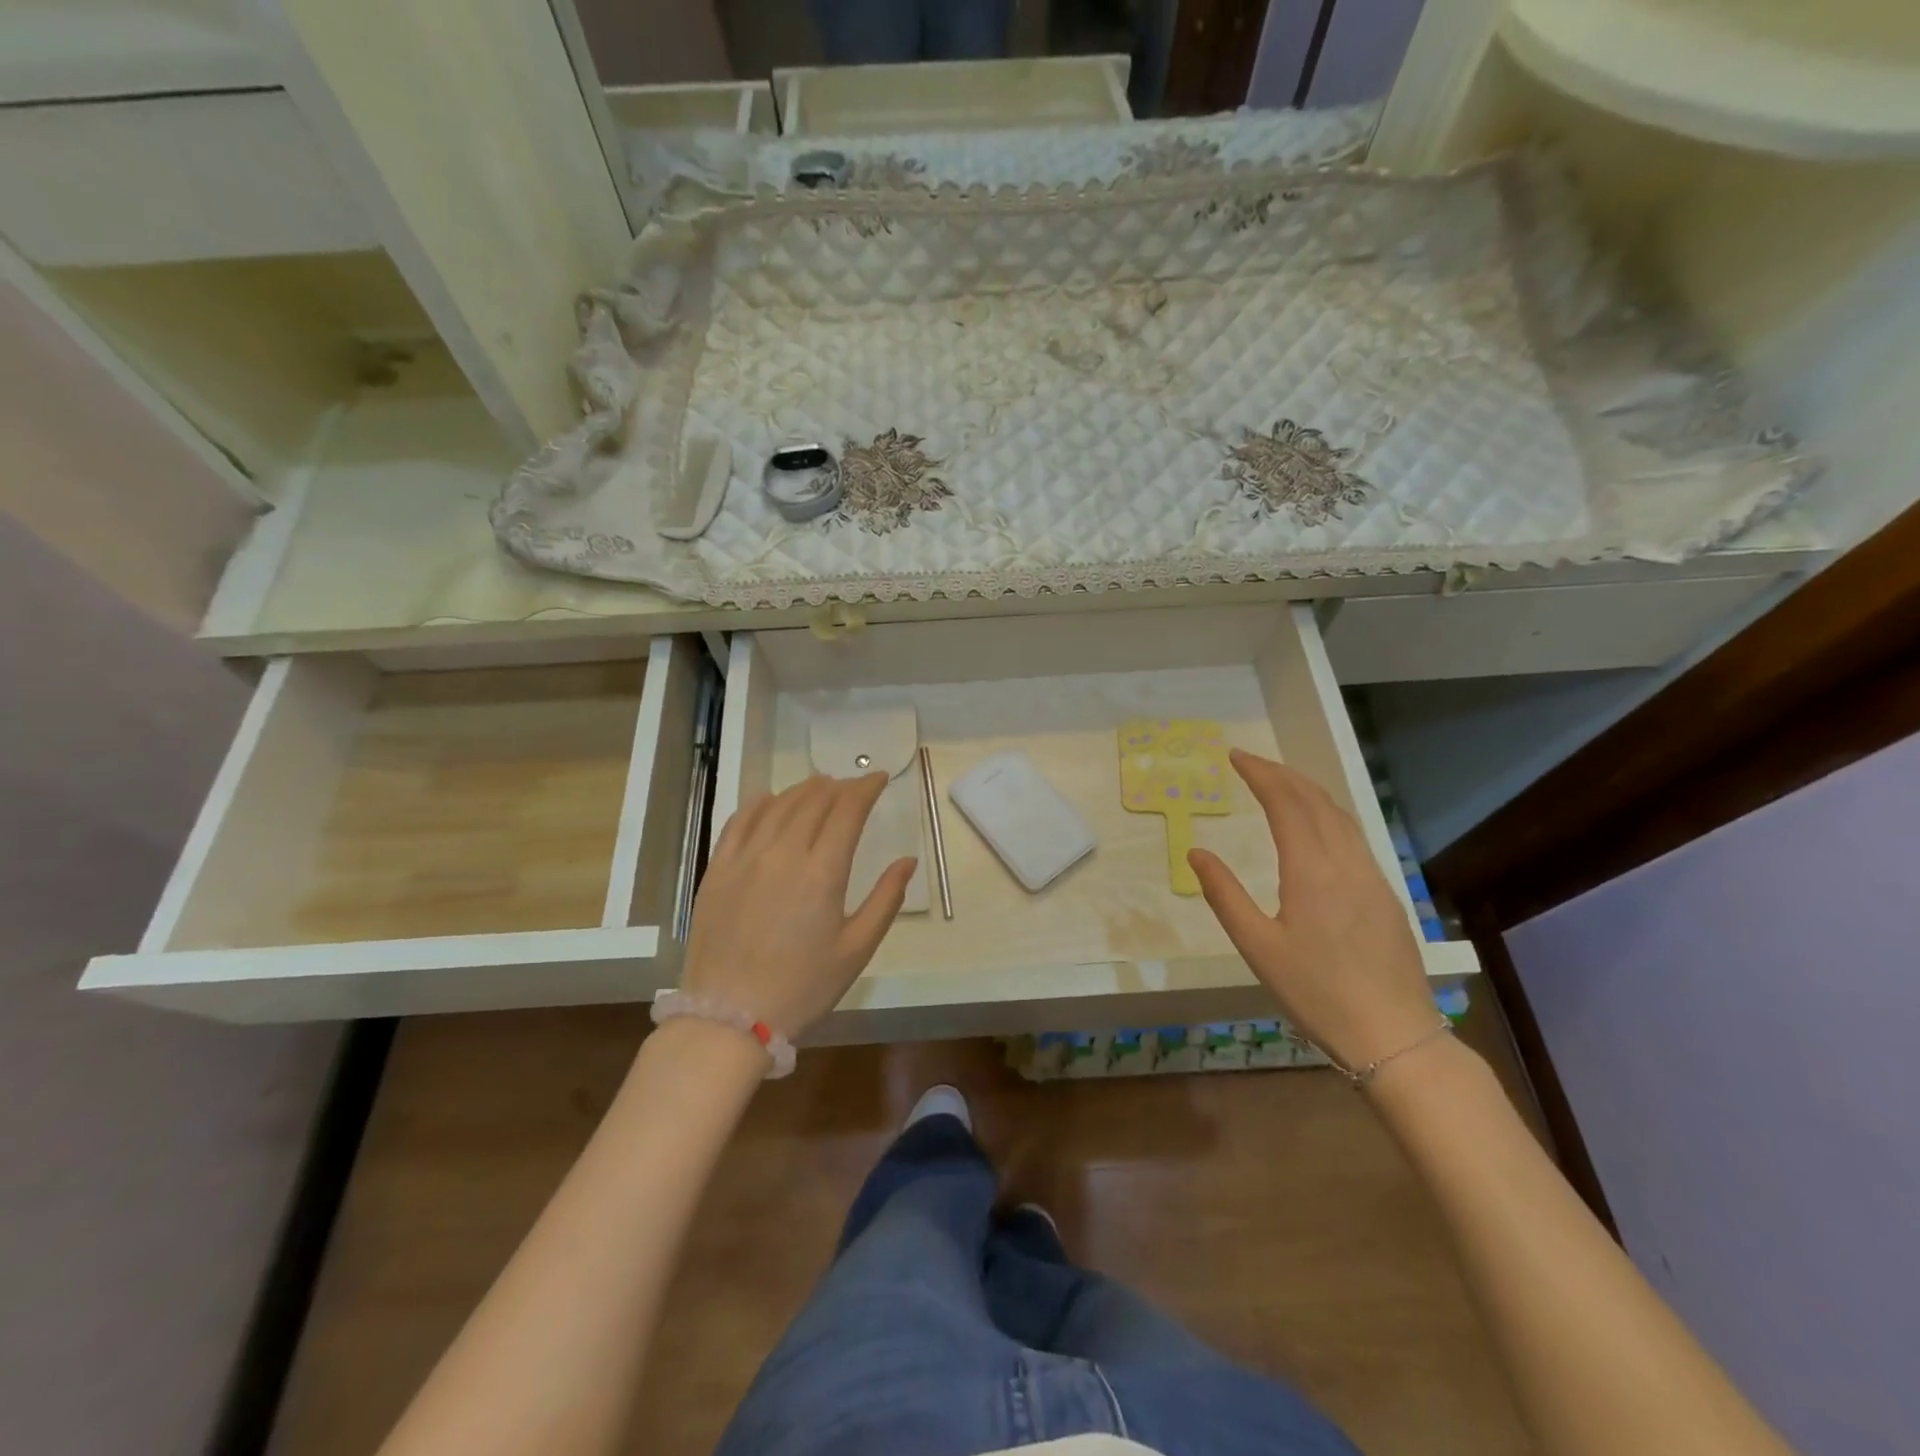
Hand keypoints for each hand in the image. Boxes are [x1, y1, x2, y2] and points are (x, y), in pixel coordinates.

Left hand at [681, 773, 916, 1036]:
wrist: (729, 1019)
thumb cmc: (802, 988)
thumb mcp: (856, 950)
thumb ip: (886, 900)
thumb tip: (907, 860)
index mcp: (822, 872)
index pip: (848, 810)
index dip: (866, 788)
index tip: (880, 778)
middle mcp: (782, 853)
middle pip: (814, 801)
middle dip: (839, 786)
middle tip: (854, 786)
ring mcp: (745, 858)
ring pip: (778, 805)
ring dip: (804, 790)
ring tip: (820, 786)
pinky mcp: (717, 870)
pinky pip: (739, 821)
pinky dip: (759, 803)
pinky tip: (770, 798)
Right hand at [1188, 749, 1437, 1072]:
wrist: (1393, 1034)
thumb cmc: (1316, 992)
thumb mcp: (1257, 947)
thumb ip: (1224, 894)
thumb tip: (1196, 853)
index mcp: (1311, 870)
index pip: (1285, 802)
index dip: (1260, 774)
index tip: (1235, 757)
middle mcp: (1345, 862)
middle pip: (1315, 800)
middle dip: (1282, 774)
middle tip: (1251, 762)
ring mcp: (1371, 877)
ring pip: (1340, 816)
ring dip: (1307, 790)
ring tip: (1280, 783)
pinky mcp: (1385, 895)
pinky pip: (1354, 836)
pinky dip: (1328, 814)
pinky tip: (1317, 826)